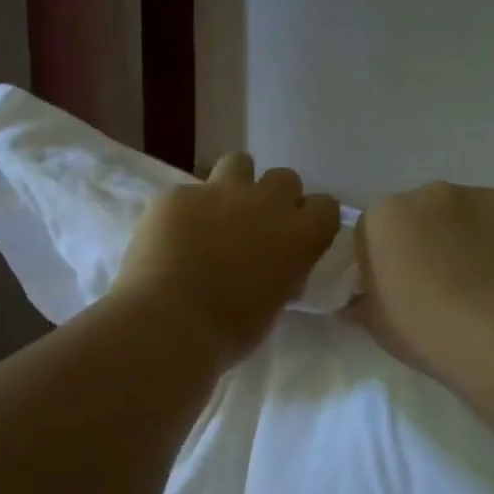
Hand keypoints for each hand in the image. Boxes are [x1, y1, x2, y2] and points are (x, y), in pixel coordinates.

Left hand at [115, 153, 340, 368]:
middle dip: (273, 199)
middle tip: (254, 228)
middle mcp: (265, 203)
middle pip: (285, 179)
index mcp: (297, 235)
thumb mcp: (272, 306)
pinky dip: (184, 211)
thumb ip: (280, 274)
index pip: (326, 206)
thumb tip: (273, 267)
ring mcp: (218, 192)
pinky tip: (170, 236)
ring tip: (216, 216)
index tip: (296, 238)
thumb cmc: (227, 330)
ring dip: (234, 186)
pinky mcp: (177, 194)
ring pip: (239, 163)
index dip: (311, 220)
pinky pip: (188, 192)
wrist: (167, 322)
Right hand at [347, 182, 493, 384]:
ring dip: (473, 241)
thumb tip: (354, 304)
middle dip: (430, 242)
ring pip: (472, 216)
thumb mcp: (378, 327)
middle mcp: (432, 193)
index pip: (374, 231)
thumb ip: (363, 305)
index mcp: (385, 217)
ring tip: (489, 288)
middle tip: (443, 288)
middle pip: (424, 215)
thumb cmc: (430, 330)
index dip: (384, 260)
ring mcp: (485, 195)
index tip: (397, 290)